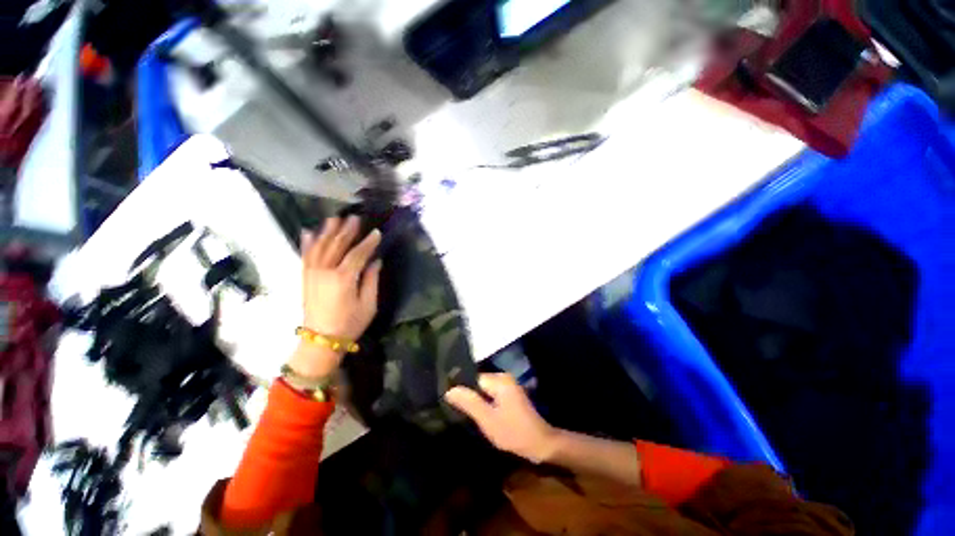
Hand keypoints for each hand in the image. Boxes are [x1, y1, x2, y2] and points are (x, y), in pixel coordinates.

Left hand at [290, 216, 381, 377]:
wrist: (321, 339)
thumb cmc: (348, 325)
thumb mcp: (368, 307)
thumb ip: (371, 281)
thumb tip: (375, 262)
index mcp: (344, 278)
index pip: (358, 253)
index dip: (368, 242)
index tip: (377, 232)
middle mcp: (326, 270)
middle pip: (337, 244)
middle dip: (347, 230)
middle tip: (355, 218)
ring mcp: (313, 271)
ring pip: (321, 245)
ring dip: (328, 230)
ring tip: (335, 218)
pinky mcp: (305, 276)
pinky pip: (306, 254)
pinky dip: (308, 242)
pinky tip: (309, 231)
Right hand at [445, 373, 557, 463]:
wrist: (540, 445)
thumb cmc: (513, 432)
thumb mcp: (487, 419)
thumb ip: (469, 402)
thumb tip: (449, 389)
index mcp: (500, 381)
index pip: (470, 378)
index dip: (458, 390)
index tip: (444, 402)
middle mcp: (505, 380)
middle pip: (476, 385)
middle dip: (465, 397)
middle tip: (449, 410)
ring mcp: (509, 390)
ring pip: (482, 393)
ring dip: (472, 403)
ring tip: (457, 414)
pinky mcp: (510, 401)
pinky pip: (489, 399)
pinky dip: (482, 407)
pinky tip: (473, 417)